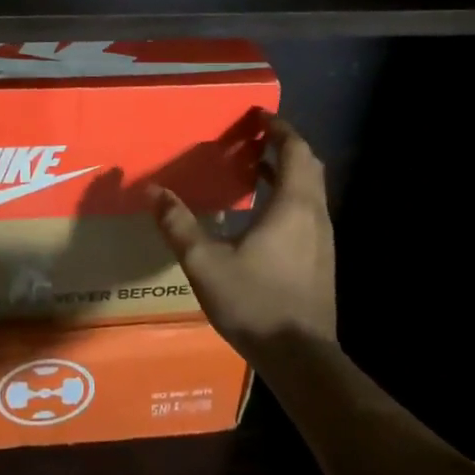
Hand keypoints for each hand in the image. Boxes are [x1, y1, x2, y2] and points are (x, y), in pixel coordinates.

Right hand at [150, 116, 335, 361]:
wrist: (301, 358)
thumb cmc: (254, 302)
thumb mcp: (205, 262)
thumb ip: (178, 224)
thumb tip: (152, 190)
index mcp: (293, 205)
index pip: (296, 150)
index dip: (280, 128)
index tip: (258, 116)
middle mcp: (315, 215)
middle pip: (309, 166)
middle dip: (285, 145)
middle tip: (253, 138)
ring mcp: (323, 240)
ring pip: (311, 190)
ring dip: (287, 172)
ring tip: (254, 168)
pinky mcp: (322, 261)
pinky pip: (308, 212)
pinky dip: (289, 197)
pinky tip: (262, 214)